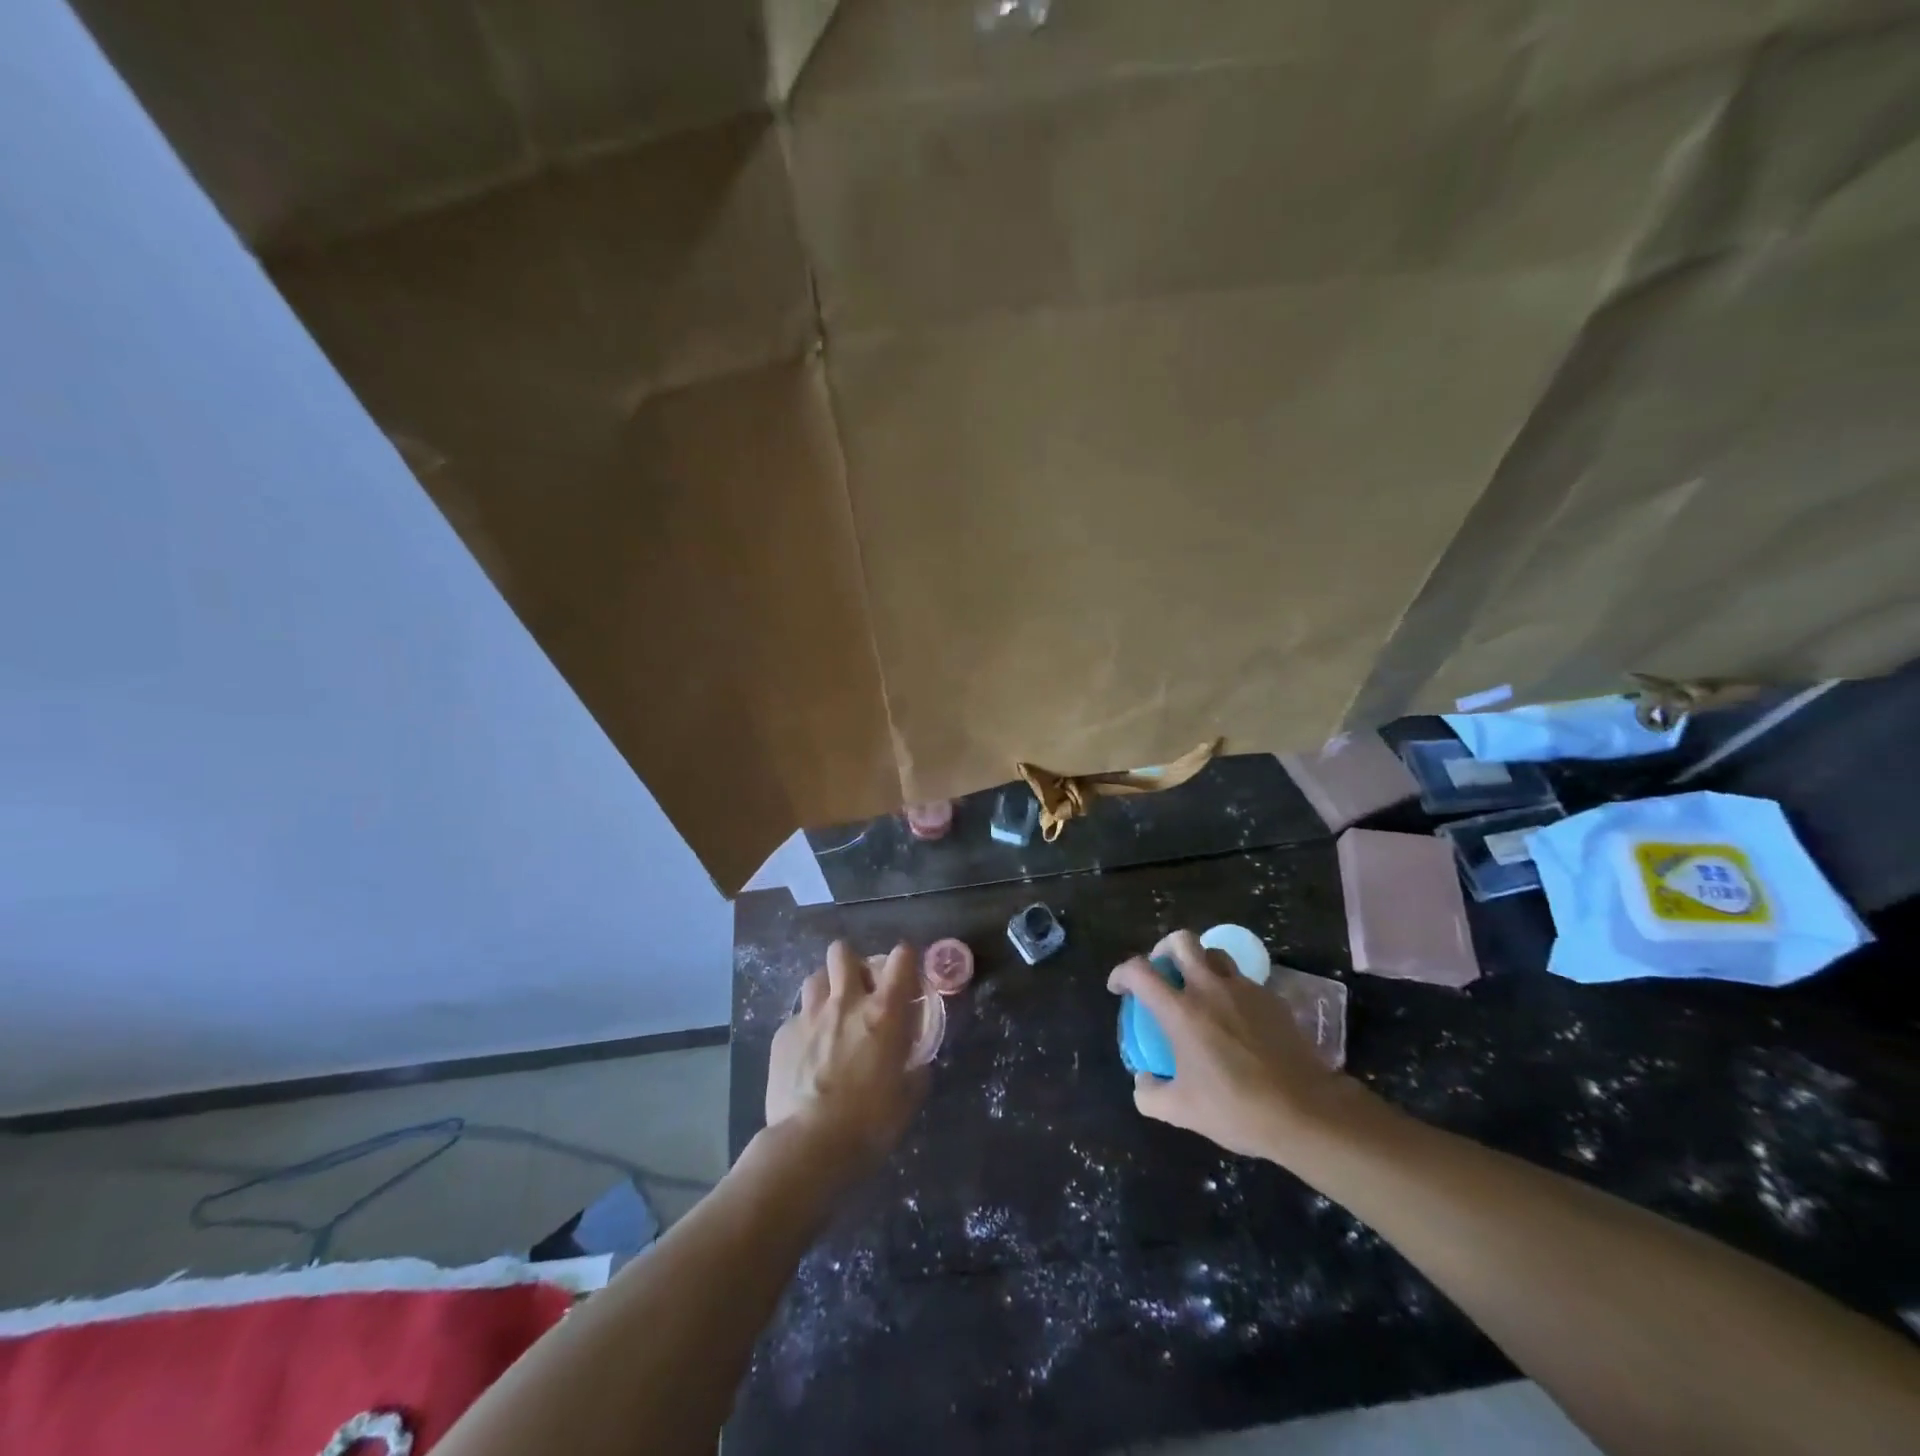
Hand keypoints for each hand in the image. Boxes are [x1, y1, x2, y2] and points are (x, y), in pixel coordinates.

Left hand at [766, 941, 929, 1176]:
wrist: (809, 1146)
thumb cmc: (869, 1123)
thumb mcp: (908, 1098)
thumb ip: (915, 1070)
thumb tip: (916, 1064)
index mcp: (884, 1012)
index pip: (901, 958)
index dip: (905, 960)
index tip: (905, 975)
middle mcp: (846, 1002)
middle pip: (843, 952)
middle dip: (851, 963)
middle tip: (859, 989)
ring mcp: (809, 1015)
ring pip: (815, 977)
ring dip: (825, 989)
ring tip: (830, 1013)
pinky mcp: (783, 1035)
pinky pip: (796, 1017)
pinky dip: (805, 1027)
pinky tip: (807, 1052)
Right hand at [1107, 930, 1356, 1160]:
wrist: (1305, 1112)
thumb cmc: (1236, 1108)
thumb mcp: (1181, 1112)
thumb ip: (1149, 1094)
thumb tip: (1142, 1080)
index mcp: (1180, 1011)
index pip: (1139, 971)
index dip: (1122, 973)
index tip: (1119, 988)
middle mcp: (1209, 989)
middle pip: (1181, 941)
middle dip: (1163, 949)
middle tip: (1161, 972)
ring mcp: (1244, 990)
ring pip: (1215, 954)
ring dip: (1199, 963)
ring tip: (1197, 988)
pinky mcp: (1271, 999)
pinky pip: (1242, 980)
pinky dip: (1228, 987)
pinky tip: (1233, 1016)